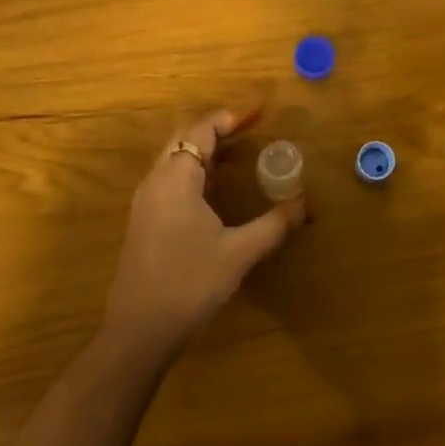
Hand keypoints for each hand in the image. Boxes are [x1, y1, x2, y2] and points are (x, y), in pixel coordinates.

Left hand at [101, 109, 307, 358]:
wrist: (138, 332)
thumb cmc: (189, 284)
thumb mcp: (238, 254)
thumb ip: (274, 225)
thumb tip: (306, 203)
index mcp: (176, 179)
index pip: (201, 131)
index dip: (230, 118)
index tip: (259, 114)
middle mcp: (156, 181)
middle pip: (184, 138)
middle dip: (217, 129)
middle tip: (250, 130)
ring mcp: (146, 202)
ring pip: (174, 159)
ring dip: (205, 151)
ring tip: (238, 155)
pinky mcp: (144, 221)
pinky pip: (170, 179)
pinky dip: (194, 171)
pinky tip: (215, 190)